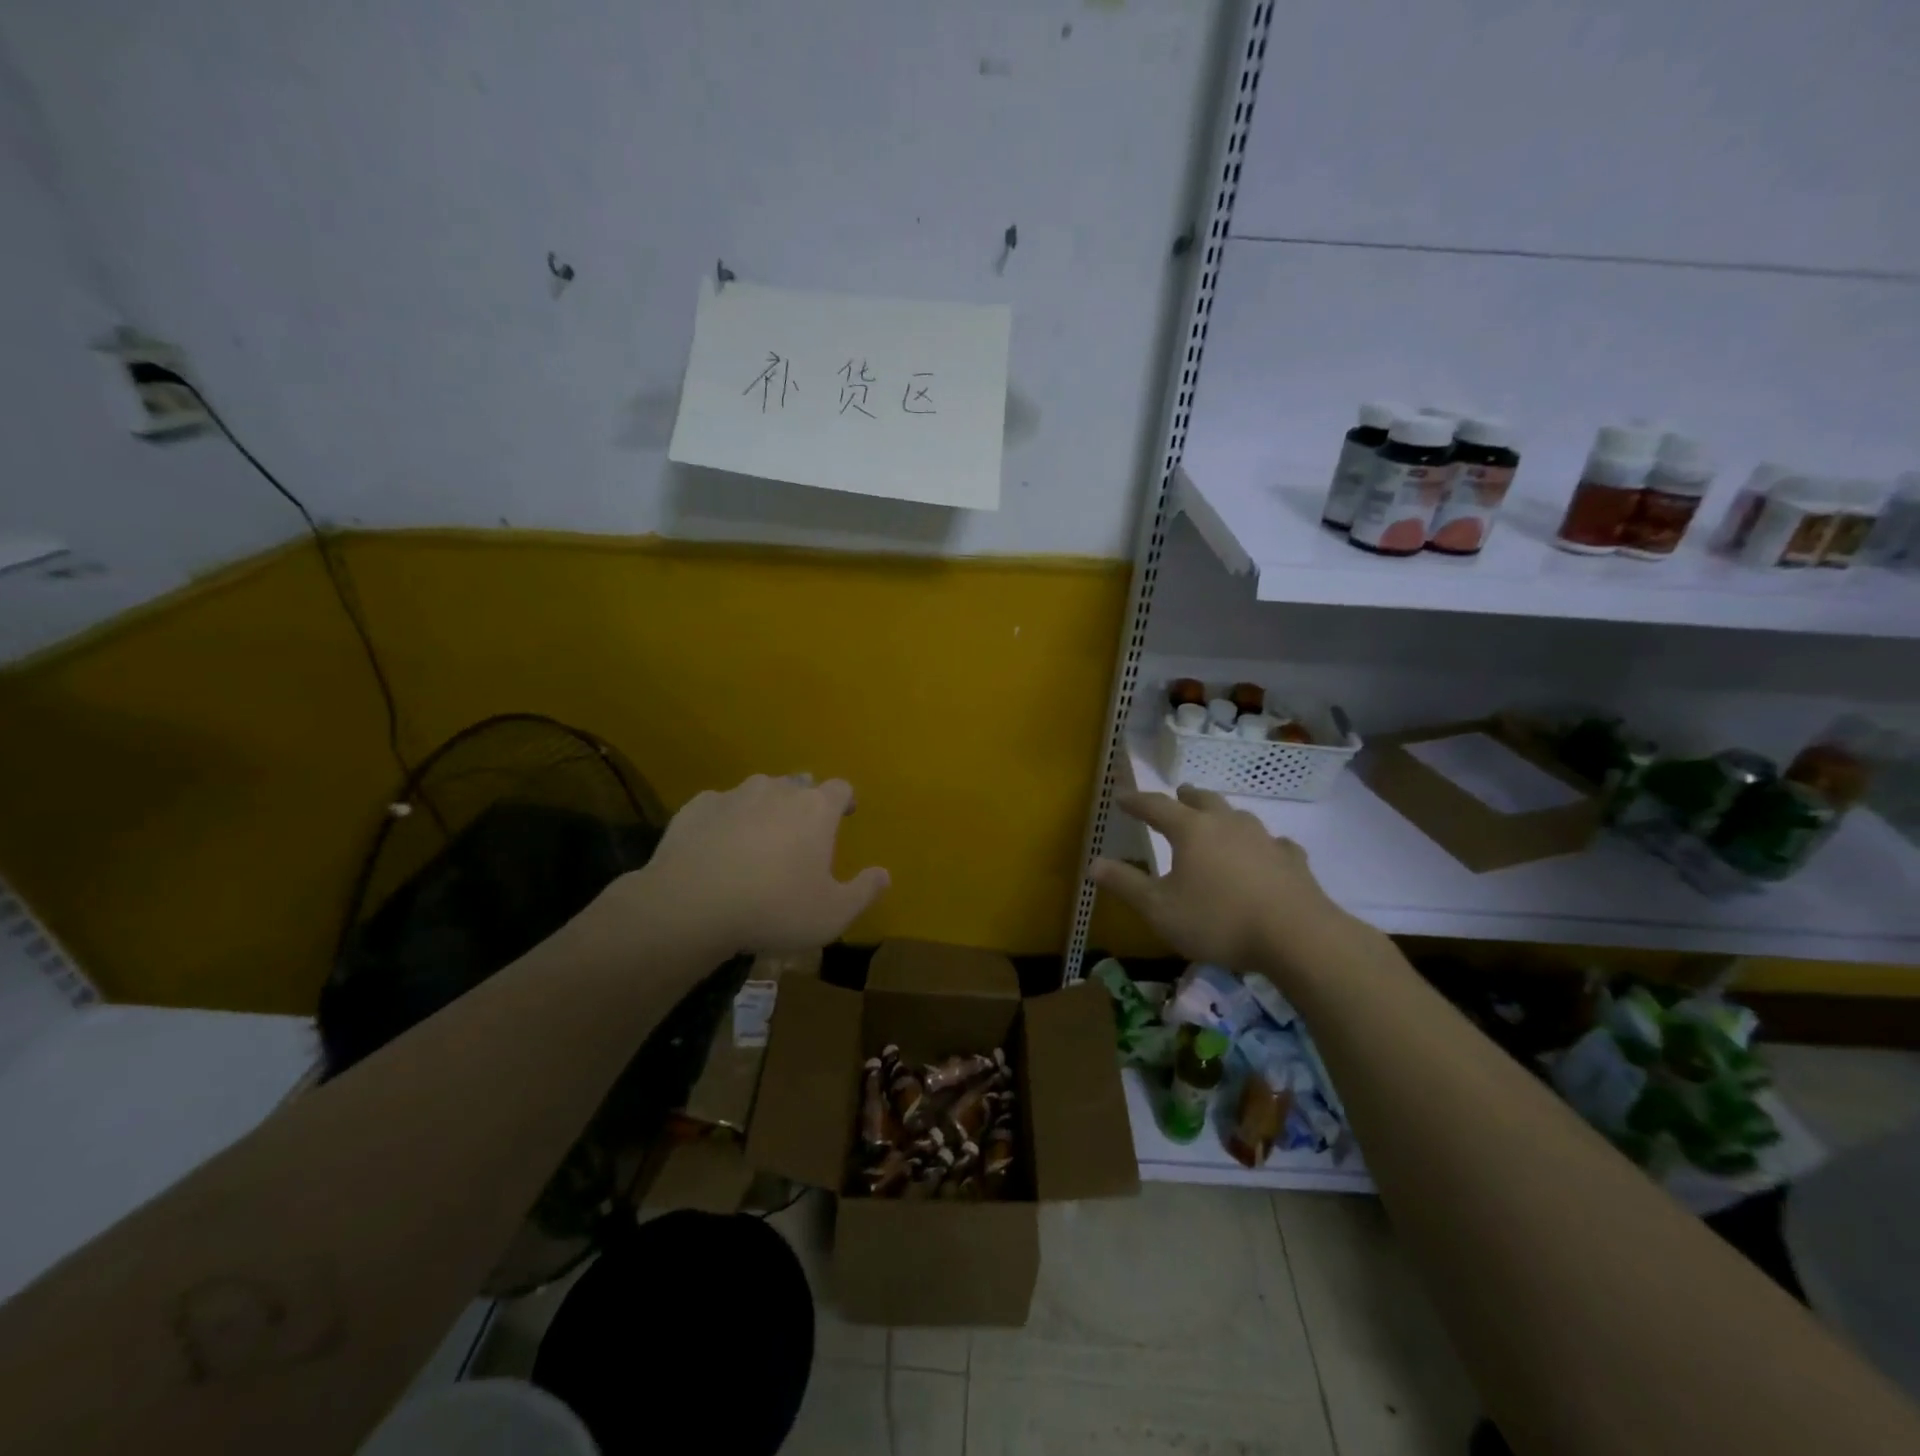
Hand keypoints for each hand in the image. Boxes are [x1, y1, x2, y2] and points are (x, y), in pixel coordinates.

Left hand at [613, 775, 889, 957]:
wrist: (692, 904)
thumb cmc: (775, 908)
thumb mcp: (832, 914)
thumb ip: (864, 891)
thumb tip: (884, 874)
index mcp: (816, 809)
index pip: (840, 788)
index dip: (845, 799)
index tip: (845, 814)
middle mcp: (778, 791)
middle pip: (799, 784)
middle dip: (804, 801)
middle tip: (802, 830)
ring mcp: (734, 795)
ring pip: (758, 790)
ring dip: (765, 806)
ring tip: (760, 835)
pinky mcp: (696, 807)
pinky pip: (719, 805)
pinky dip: (725, 818)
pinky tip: (718, 843)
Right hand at [1092, 785, 1351, 975]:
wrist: (1297, 937)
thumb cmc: (1218, 921)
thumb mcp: (1160, 909)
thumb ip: (1126, 884)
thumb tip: (1093, 863)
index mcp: (1191, 830)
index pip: (1156, 807)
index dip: (1136, 801)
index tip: (1121, 798)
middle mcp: (1227, 824)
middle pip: (1203, 800)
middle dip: (1186, 797)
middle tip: (1177, 795)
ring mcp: (1264, 839)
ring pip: (1239, 816)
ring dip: (1223, 815)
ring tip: (1217, 821)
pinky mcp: (1293, 860)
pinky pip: (1275, 843)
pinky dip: (1263, 844)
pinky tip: (1268, 852)